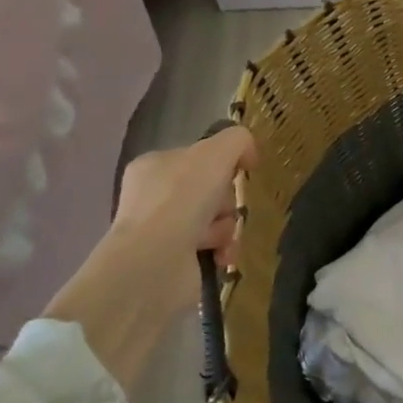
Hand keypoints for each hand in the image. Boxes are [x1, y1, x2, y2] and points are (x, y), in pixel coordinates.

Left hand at [45, 127, 256, 395]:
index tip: (237, 172)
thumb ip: (238, 140)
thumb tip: (248, 155)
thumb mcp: (217, 152)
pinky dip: (223, 250)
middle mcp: (154, 197)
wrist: (155, 262)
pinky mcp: (174, 262)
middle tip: (222, 208)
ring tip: (216, 239)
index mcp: (154, 166)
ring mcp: (161, 231)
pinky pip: (214, 248)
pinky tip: (220, 255)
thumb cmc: (182, 198)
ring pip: (217, 220)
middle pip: (212, 190)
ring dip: (226, 227)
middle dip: (226, 201)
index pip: (199, 158)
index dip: (223, 164)